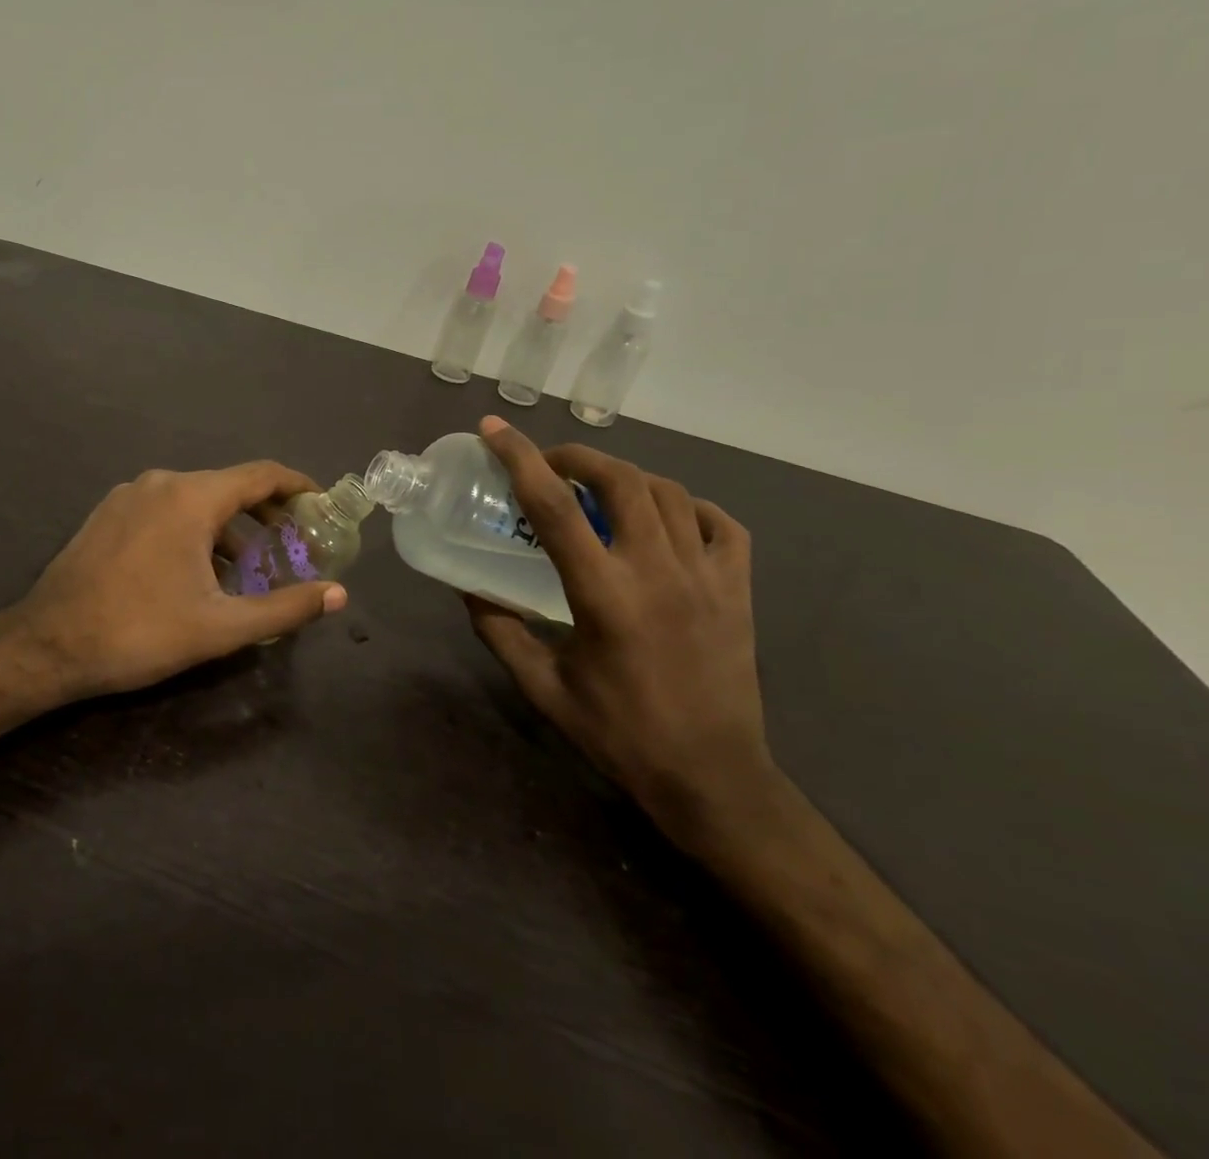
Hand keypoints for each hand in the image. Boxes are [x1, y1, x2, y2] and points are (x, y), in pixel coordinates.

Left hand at [12, 462, 348, 701]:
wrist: (48, 645)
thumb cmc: (140, 631)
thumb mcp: (221, 626)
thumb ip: (284, 608)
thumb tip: (338, 595)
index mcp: (192, 497)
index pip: (261, 474)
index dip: (297, 486)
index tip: (321, 503)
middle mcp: (161, 482)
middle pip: (229, 486)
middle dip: (265, 513)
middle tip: (291, 545)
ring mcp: (128, 495)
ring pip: (195, 499)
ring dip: (228, 527)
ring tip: (247, 567)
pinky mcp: (107, 514)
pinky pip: (165, 510)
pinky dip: (193, 529)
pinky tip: (196, 570)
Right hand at [466, 415, 773, 846]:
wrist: (713, 778)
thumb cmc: (619, 734)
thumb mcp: (543, 687)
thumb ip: (499, 631)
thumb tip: (469, 589)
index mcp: (603, 593)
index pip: (553, 505)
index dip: (518, 457)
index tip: (493, 429)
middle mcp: (657, 570)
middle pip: (618, 479)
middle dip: (576, 456)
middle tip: (549, 465)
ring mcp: (707, 576)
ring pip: (667, 492)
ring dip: (625, 477)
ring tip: (598, 490)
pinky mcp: (739, 590)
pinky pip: (720, 523)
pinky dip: (688, 507)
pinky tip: (666, 519)